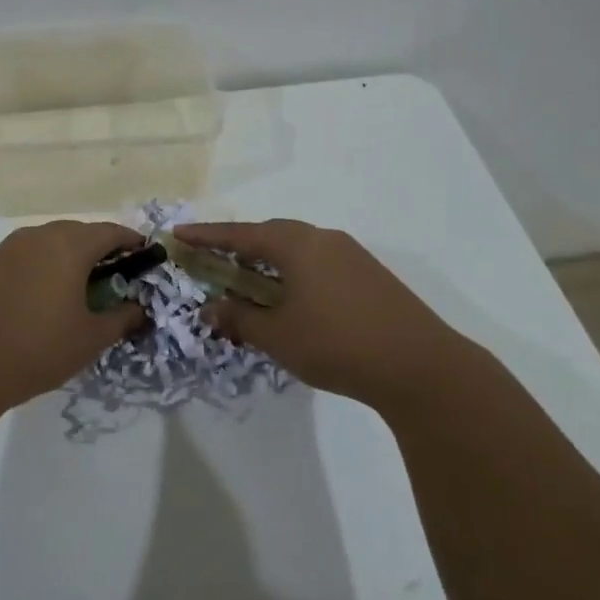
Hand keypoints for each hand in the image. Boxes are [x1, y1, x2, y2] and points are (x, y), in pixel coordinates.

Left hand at [0, 220, 146, 413]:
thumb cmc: (36, 348)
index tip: (144, 255)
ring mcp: (8, 248)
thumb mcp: (89, 339)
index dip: (131, 241)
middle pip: (79, 232)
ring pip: (50, 242)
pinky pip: (27, 256)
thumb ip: (121, 319)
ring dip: (70, 257)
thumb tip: (140, 309)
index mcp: (69, 245)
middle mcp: (39, 236)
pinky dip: (44, 267)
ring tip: (79, 288)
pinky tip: (44, 296)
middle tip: (114, 277)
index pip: (110, 231)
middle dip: (100, 249)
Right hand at [174, 219, 471, 401]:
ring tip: (251, 282)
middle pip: (271, 234)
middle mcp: (324, 239)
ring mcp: (351, 255)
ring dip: (269, 262)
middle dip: (240, 246)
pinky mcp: (370, 275)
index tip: (179, 234)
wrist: (420, 365)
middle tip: (214, 260)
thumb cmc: (337, 343)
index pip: (240, 234)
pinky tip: (294, 299)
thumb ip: (240, 319)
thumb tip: (211, 309)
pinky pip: (319, 263)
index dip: (207, 236)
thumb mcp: (278, 335)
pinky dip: (295, 274)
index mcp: (296, 244)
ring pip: (298, 249)